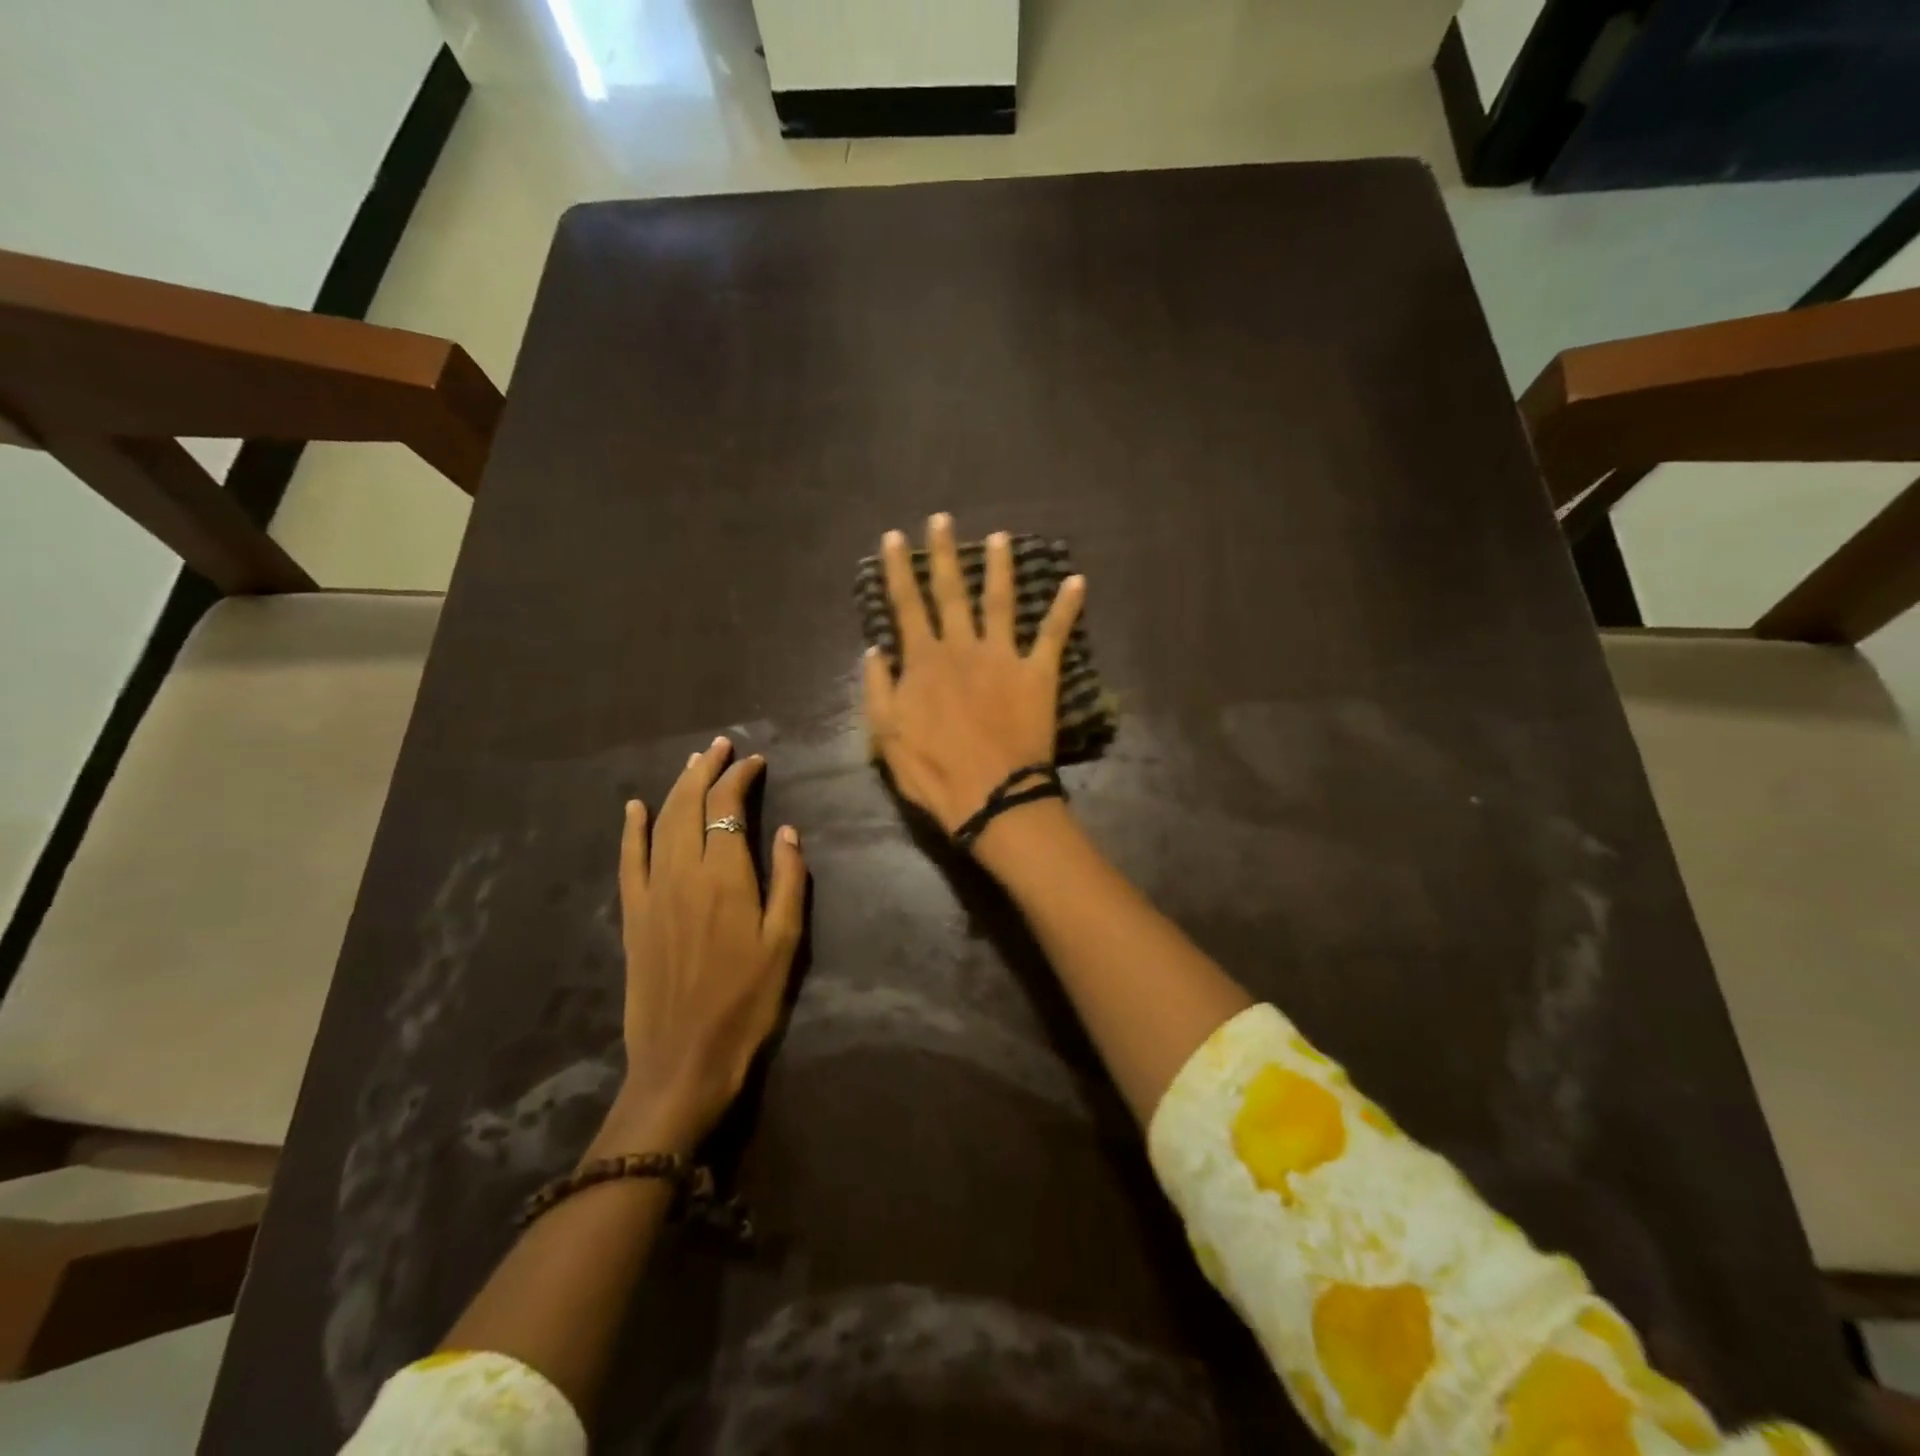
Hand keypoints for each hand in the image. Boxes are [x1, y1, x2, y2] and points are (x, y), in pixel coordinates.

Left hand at [608, 738, 805, 1152]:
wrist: (683, 1059)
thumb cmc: (746, 1002)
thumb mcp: (785, 943)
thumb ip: (790, 881)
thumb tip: (788, 832)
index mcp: (725, 875)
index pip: (729, 807)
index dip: (741, 778)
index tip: (756, 761)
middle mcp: (684, 872)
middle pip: (690, 804)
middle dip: (705, 770)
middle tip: (720, 746)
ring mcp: (652, 892)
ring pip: (660, 823)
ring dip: (675, 789)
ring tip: (691, 764)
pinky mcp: (633, 915)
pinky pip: (628, 860)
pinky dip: (630, 830)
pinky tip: (632, 808)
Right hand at [863, 513, 1084, 836]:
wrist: (990, 794)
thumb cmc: (933, 771)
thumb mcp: (886, 735)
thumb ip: (878, 689)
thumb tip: (874, 650)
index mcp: (924, 661)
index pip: (906, 605)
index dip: (897, 570)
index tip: (893, 537)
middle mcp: (963, 647)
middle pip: (951, 591)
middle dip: (943, 553)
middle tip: (942, 519)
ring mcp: (1003, 656)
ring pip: (1000, 601)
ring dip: (1000, 567)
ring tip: (1001, 538)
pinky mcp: (1038, 673)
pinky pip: (1053, 634)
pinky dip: (1066, 607)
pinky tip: (1077, 581)